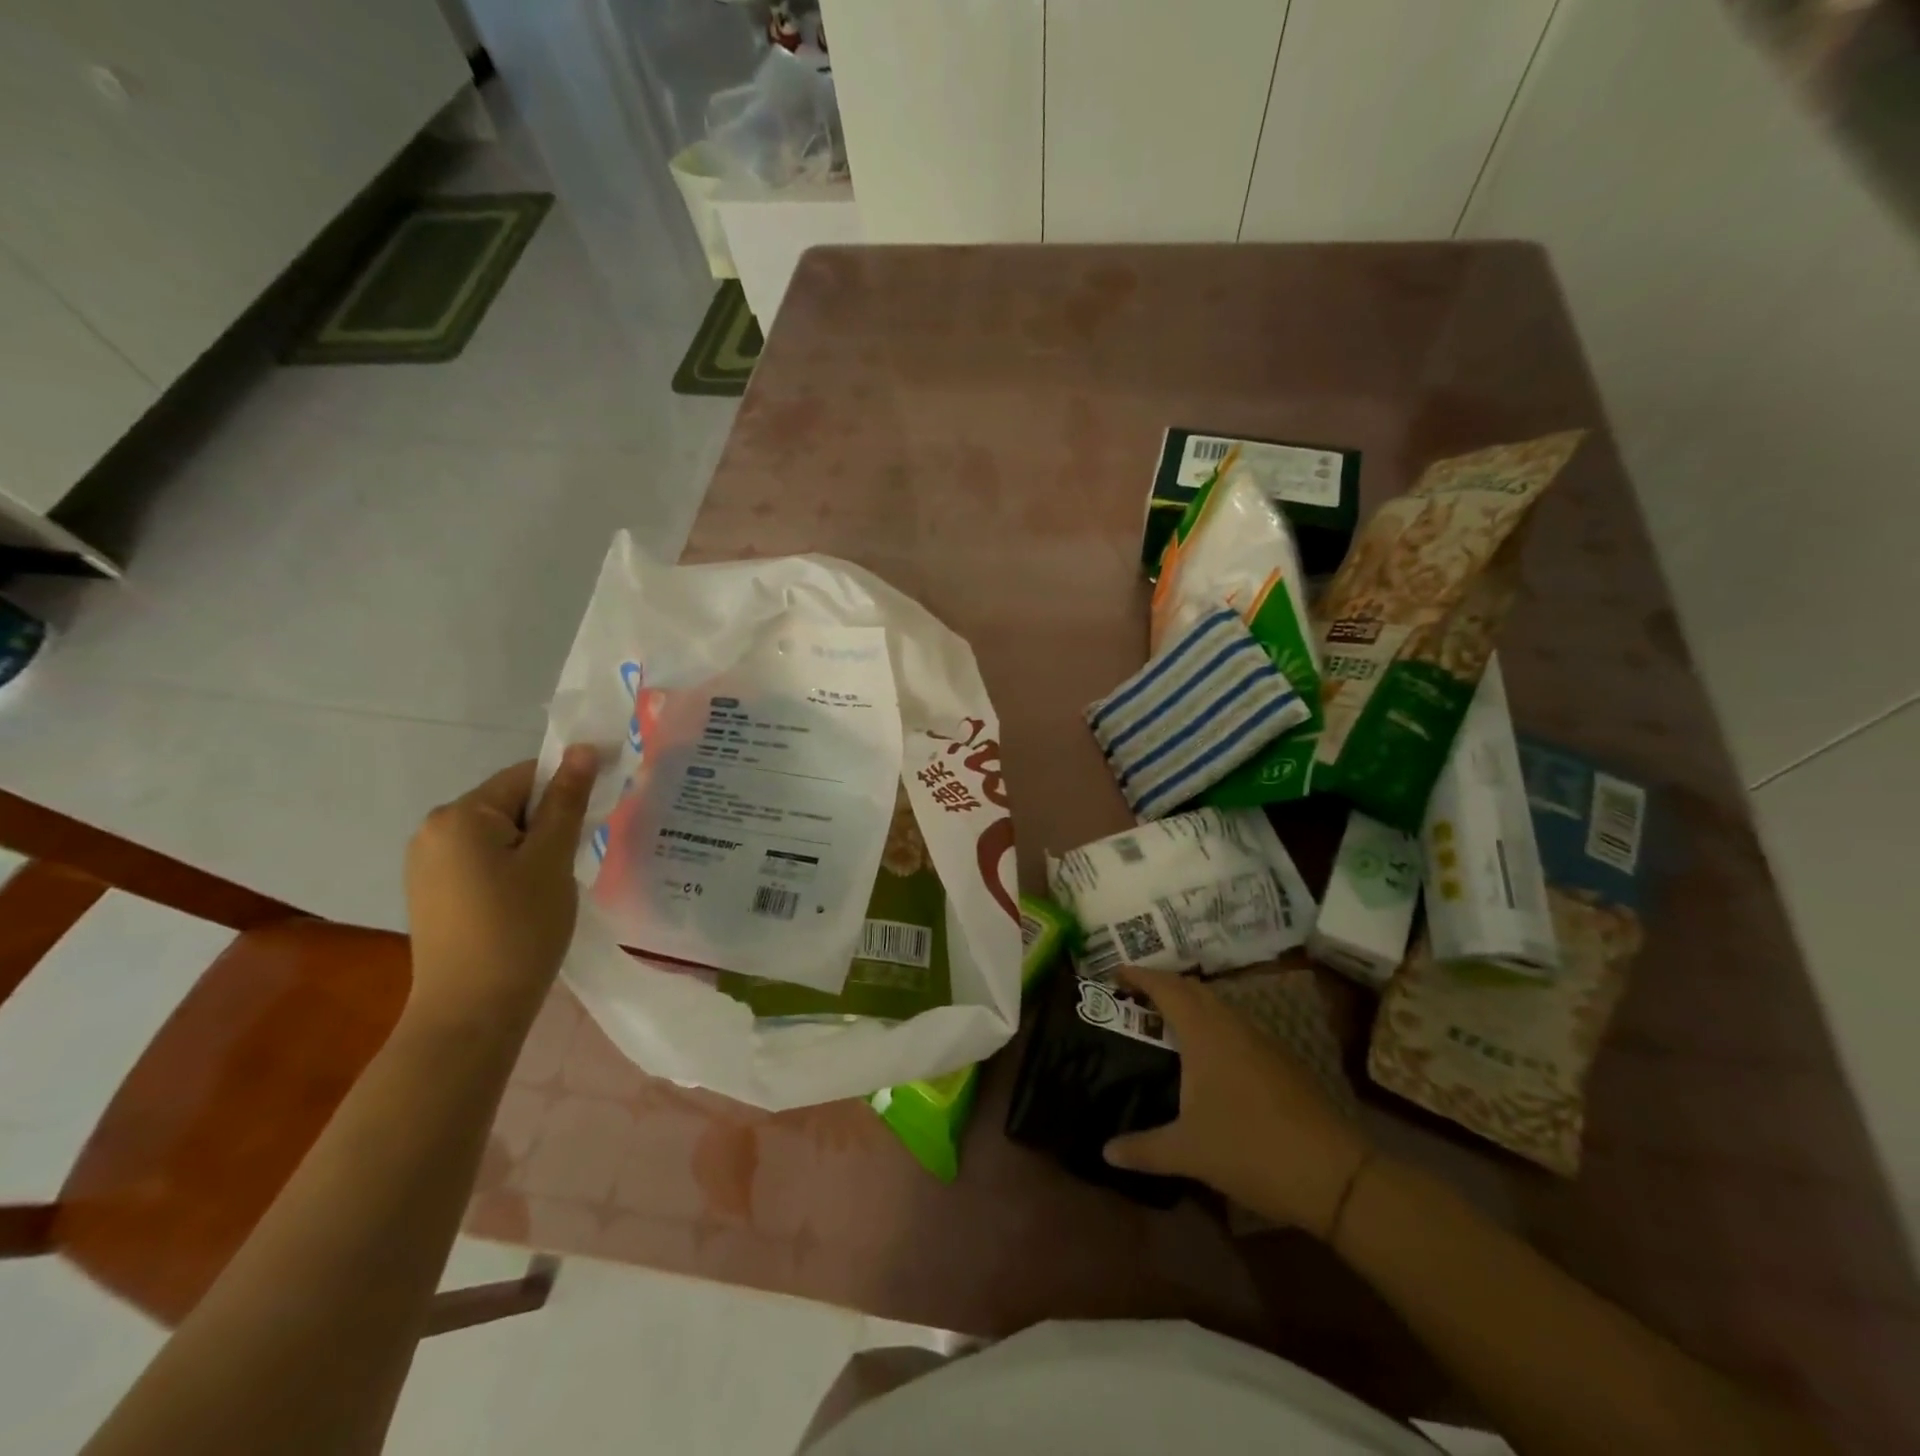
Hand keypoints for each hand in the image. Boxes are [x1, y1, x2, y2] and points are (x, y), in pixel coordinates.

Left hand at [403, 747, 598, 1033]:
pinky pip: (482, 861)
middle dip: (550, 821)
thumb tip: (583, 749)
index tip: (601, 811)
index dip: (569, 786)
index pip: (526, 776)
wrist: (470, 1013)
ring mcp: (427, 864)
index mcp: (459, 815)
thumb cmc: (518, 928)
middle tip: (581, 853)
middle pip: (509, 804)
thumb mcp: (552, 859)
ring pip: (498, 835)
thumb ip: (567, 801)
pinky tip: (530, 899)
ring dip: (534, 846)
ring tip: (559, 880)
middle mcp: (433, 830)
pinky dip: (513, 867)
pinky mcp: (433, 893)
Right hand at [1103, 967, 1372, 1237]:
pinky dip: (1213, 1024)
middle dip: (1163, 985)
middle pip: (1193, 989)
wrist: (1334, 1174)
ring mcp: (1261, 1040)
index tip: (1115, 972)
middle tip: (1136, 997)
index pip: (1166, 988)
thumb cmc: (1251, 1150)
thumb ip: (1143, 1149)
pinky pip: (1236, 1026)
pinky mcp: (1281, 1060)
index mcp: (1205, 1033)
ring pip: (1218, 1006)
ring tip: (1167, 1022)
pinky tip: (1208, 1056)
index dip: (1140, 975)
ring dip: (1190, 1004)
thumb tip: (1106, 1152)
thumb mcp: (1188, 1152)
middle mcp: (1232, 1025)